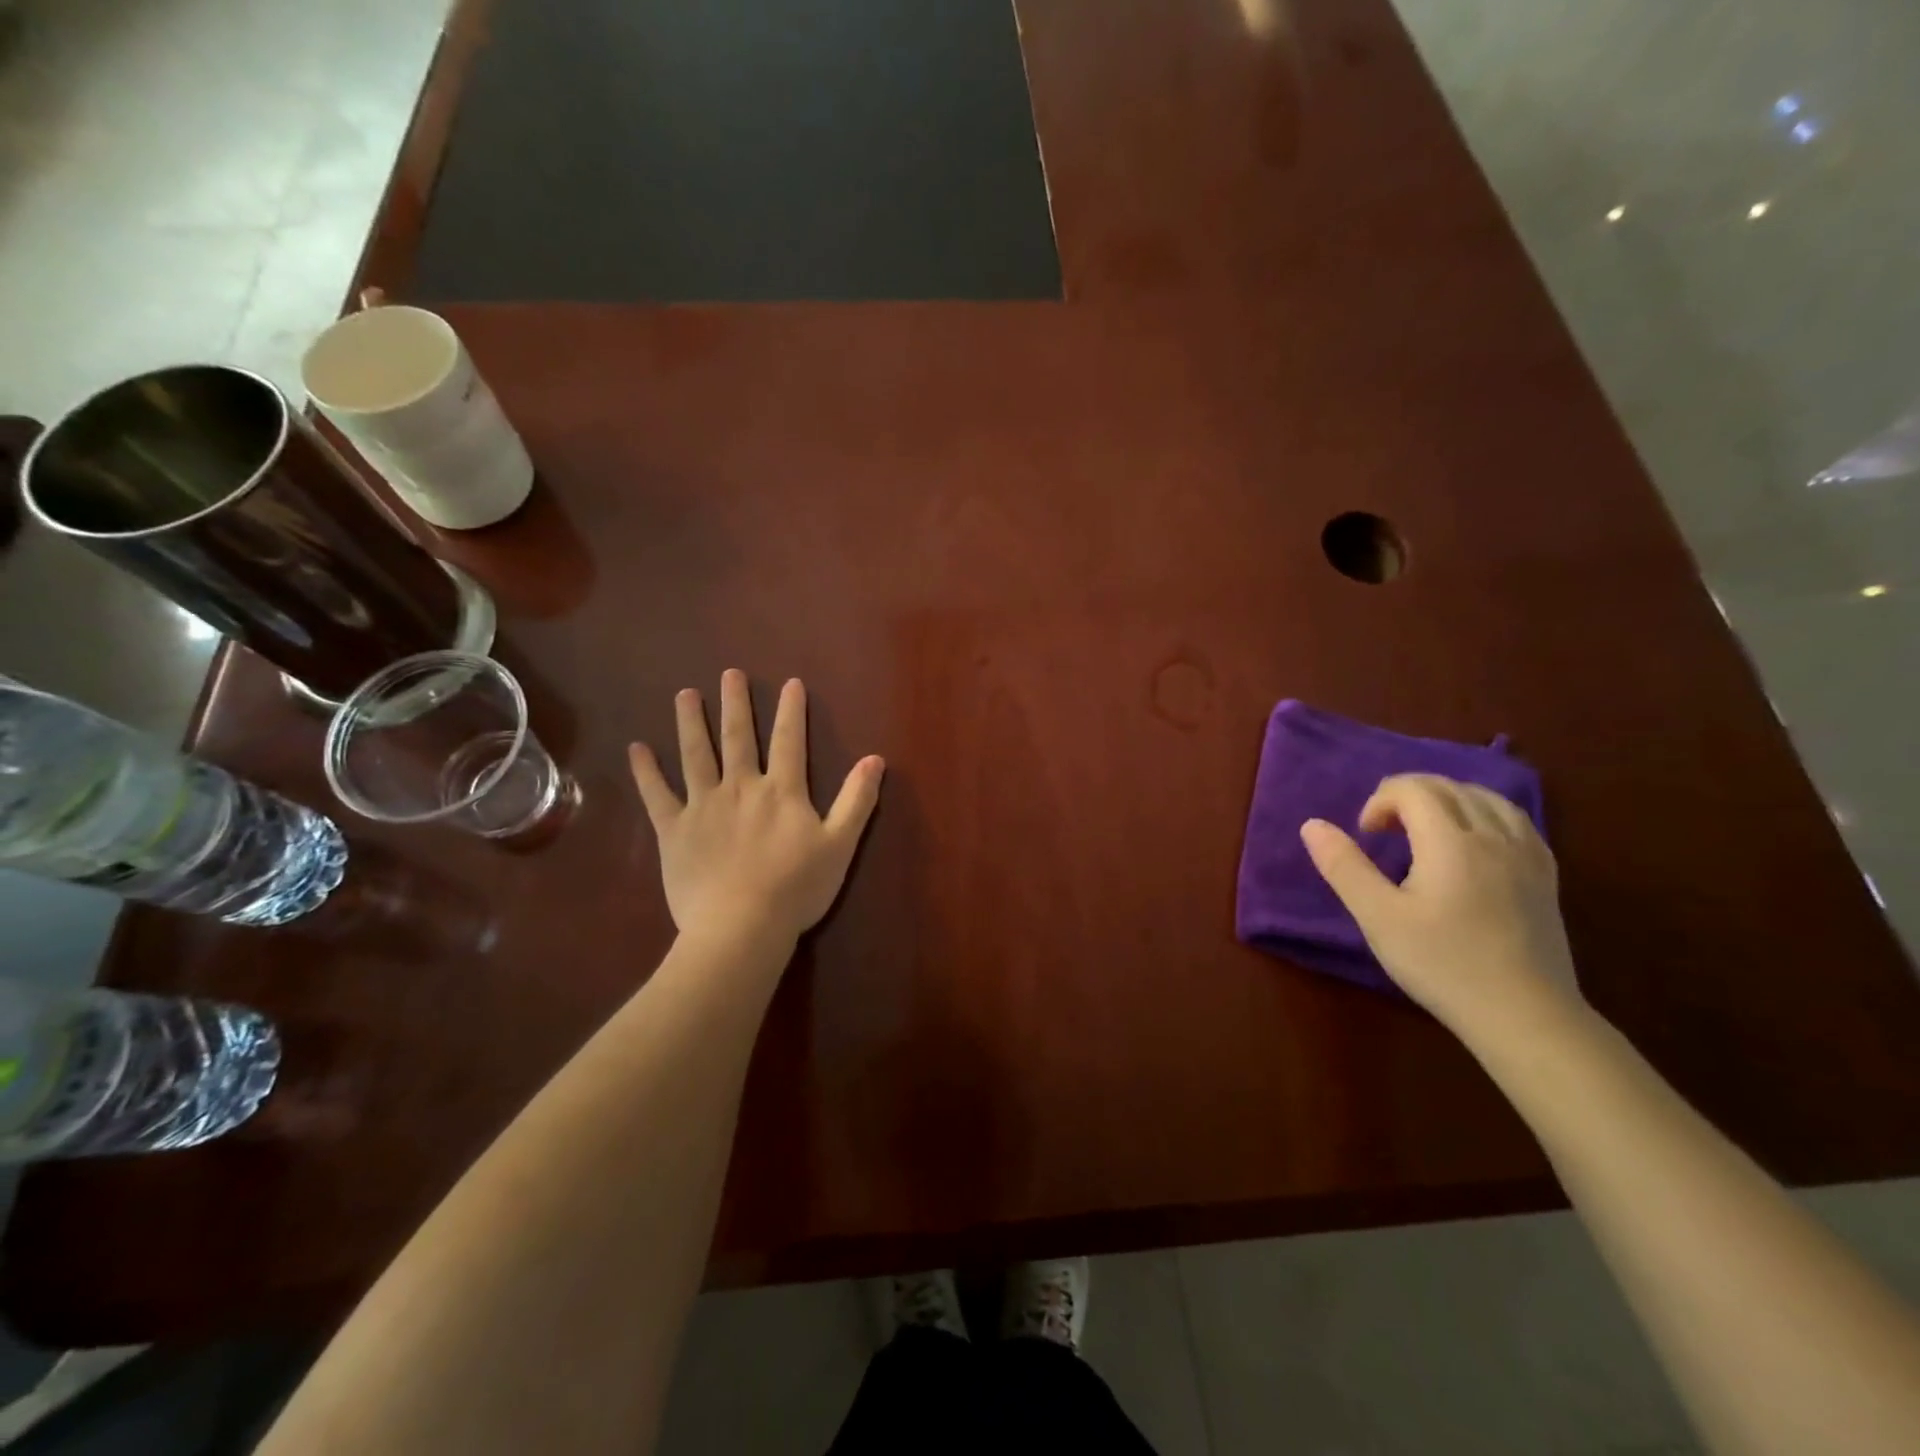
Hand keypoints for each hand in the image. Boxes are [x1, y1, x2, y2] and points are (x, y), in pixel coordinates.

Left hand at [628, 671, 883, 946]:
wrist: (741, 926)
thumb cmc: (796, 888)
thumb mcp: (840, 845)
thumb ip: (856, 800)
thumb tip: (875, 759)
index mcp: (782, 791)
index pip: (789, 740)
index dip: (791, 710)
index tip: (789, 683)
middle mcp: (741, 787)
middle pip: (737, 738)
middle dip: (735, 704)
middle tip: (729, 673)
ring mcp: (703, 806)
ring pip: (695, 755)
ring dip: (690, 723)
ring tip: (685, 694)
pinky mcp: (674, 830)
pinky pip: (657, 795)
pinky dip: (646, 771)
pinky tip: (637, 748)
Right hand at [1300, 774, 1581, 1043]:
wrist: (1523, 1015)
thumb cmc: (1442, 964)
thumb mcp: (1378, 917)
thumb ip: (1344, 866)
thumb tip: (1312, 824)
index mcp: (1450, 841)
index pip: (1413, 789)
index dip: (1380, 802)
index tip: (1367, 837)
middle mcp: (1493, 836)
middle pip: (1448, 787)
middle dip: (1408, 797)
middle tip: (1386, 834)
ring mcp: (1527, 854)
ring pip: (1485, 797)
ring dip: (1447, 800)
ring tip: (1426, 832)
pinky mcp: (1546, 874)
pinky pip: (1515, 819)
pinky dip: (1484, 814)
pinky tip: (1472, 842)